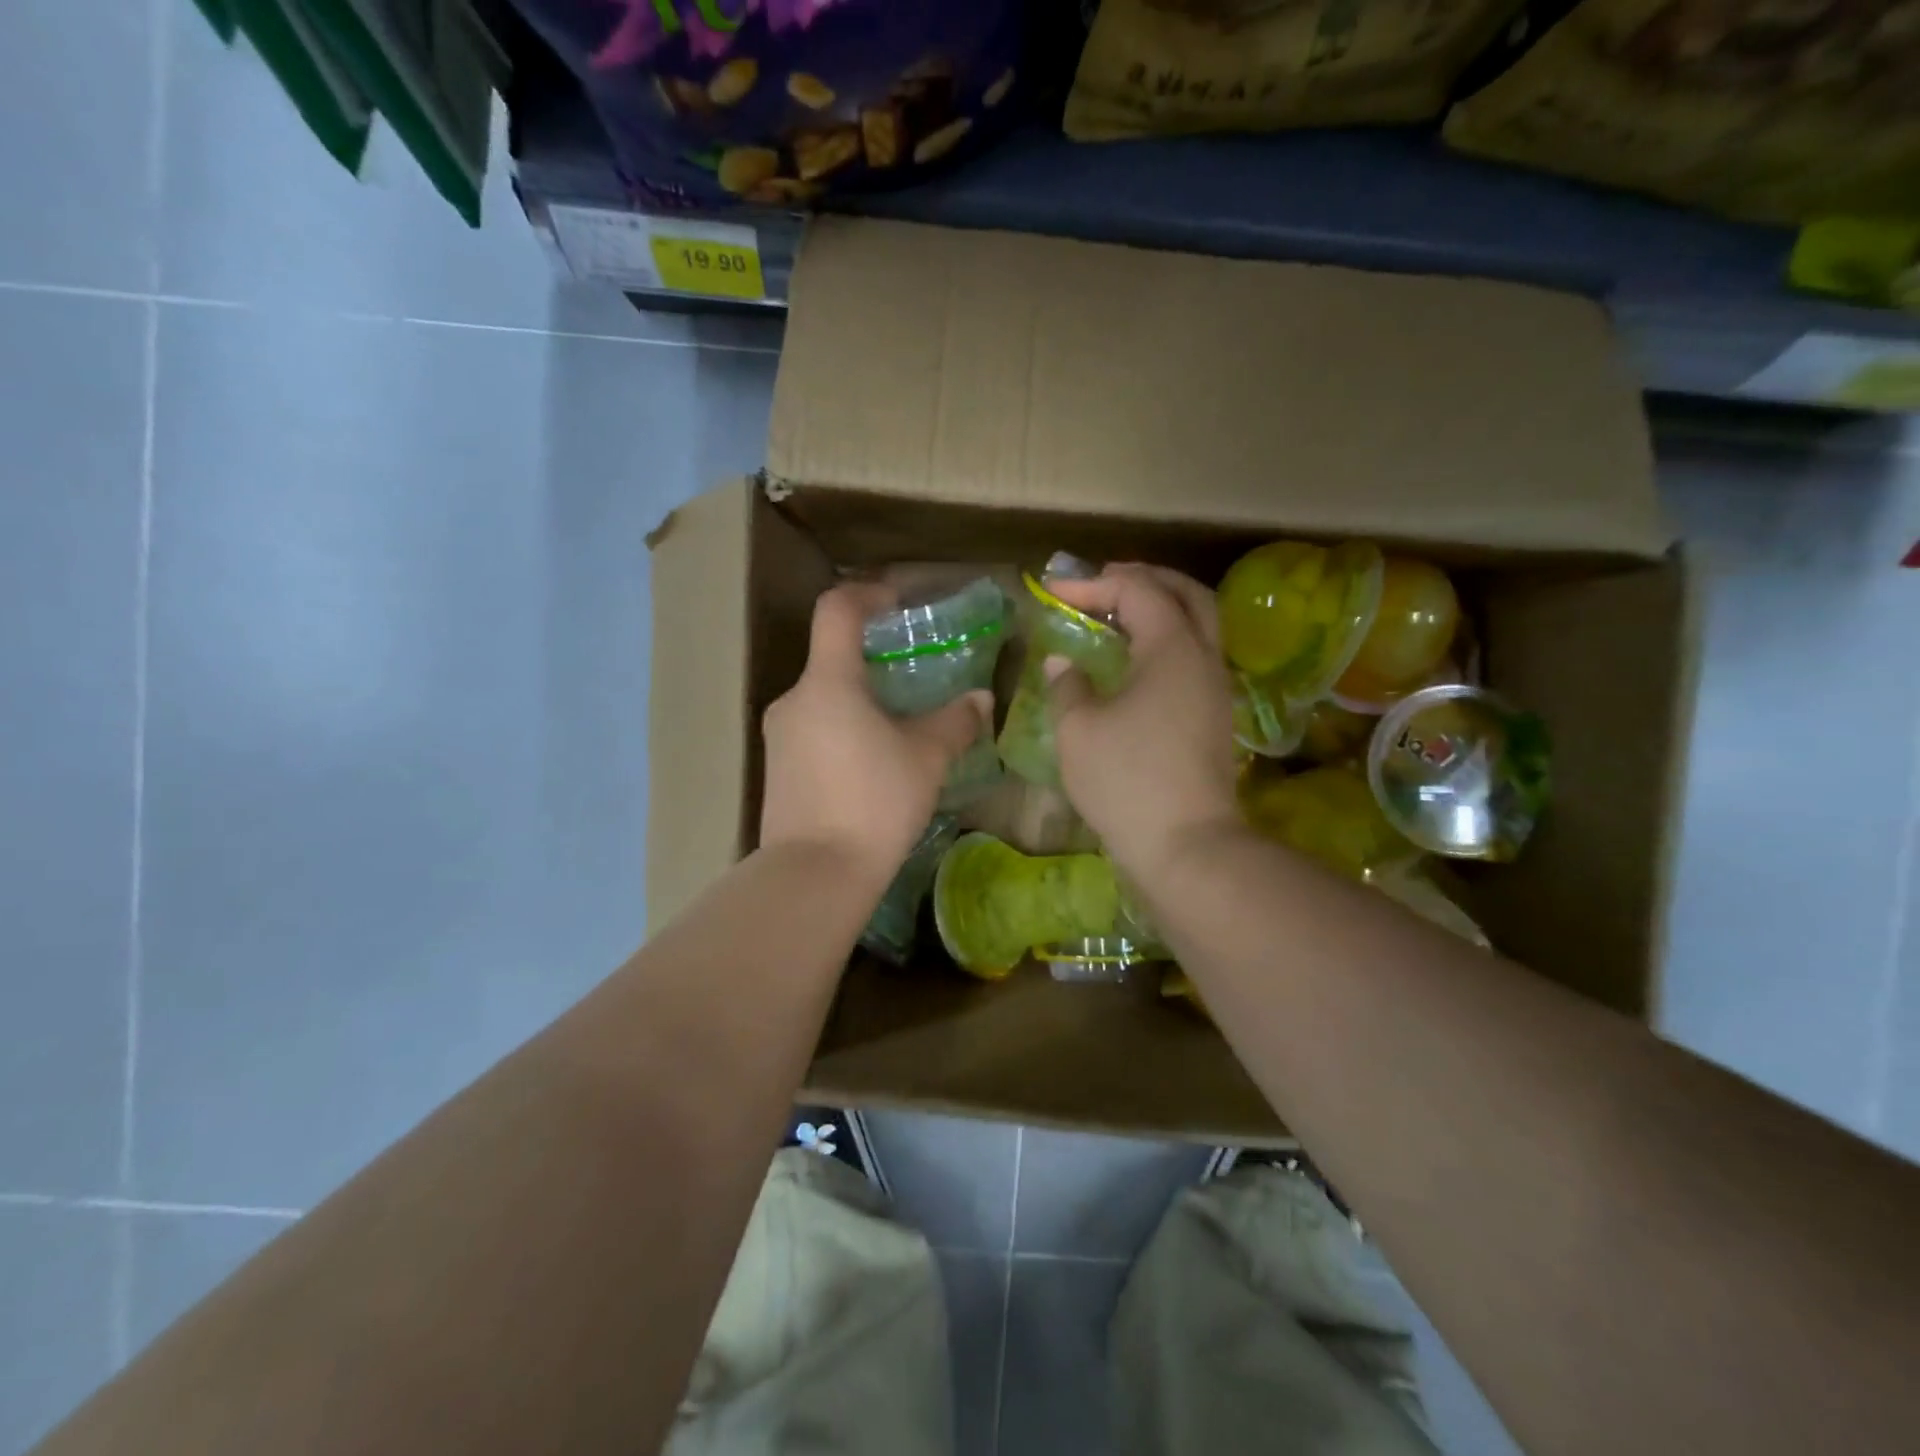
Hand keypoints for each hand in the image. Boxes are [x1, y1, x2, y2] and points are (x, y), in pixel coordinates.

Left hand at [760, 582, 989, 886]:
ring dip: (859, 699)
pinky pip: (813, 730)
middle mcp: (794, 699)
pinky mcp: (776, 768)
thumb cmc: (874, 802)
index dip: (868, 594)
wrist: (815, 874)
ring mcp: (779, 736)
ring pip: (824, 698)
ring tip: (898, 727)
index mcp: (828, 683)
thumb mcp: (926, 759)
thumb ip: (955, 722)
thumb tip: (981, 699)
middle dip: (873, 659)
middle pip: (831, 658)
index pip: (837, 610)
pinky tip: (871, 763)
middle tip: (914, 678)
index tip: (898, 603)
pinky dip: (843, 729)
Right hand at [1045, 565, 1240, 879]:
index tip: (1052, 591)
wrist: (1185, 846)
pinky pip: (1192, 657)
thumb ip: (1068, 686)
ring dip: (1160, 609)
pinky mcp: (1213, 718)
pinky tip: (1134, 661)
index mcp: (1173, 649)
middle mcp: (1203, 658)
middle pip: (1186, 594)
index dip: (1092, 584)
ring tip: (1117, 615)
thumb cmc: (1126, 780)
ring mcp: (1214, 690)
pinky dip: (1165, 641)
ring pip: (1197, 626)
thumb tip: (1064, 664)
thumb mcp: (1079, 730)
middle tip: (1103, 581)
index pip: (1137, 591)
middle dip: (1144, 579)